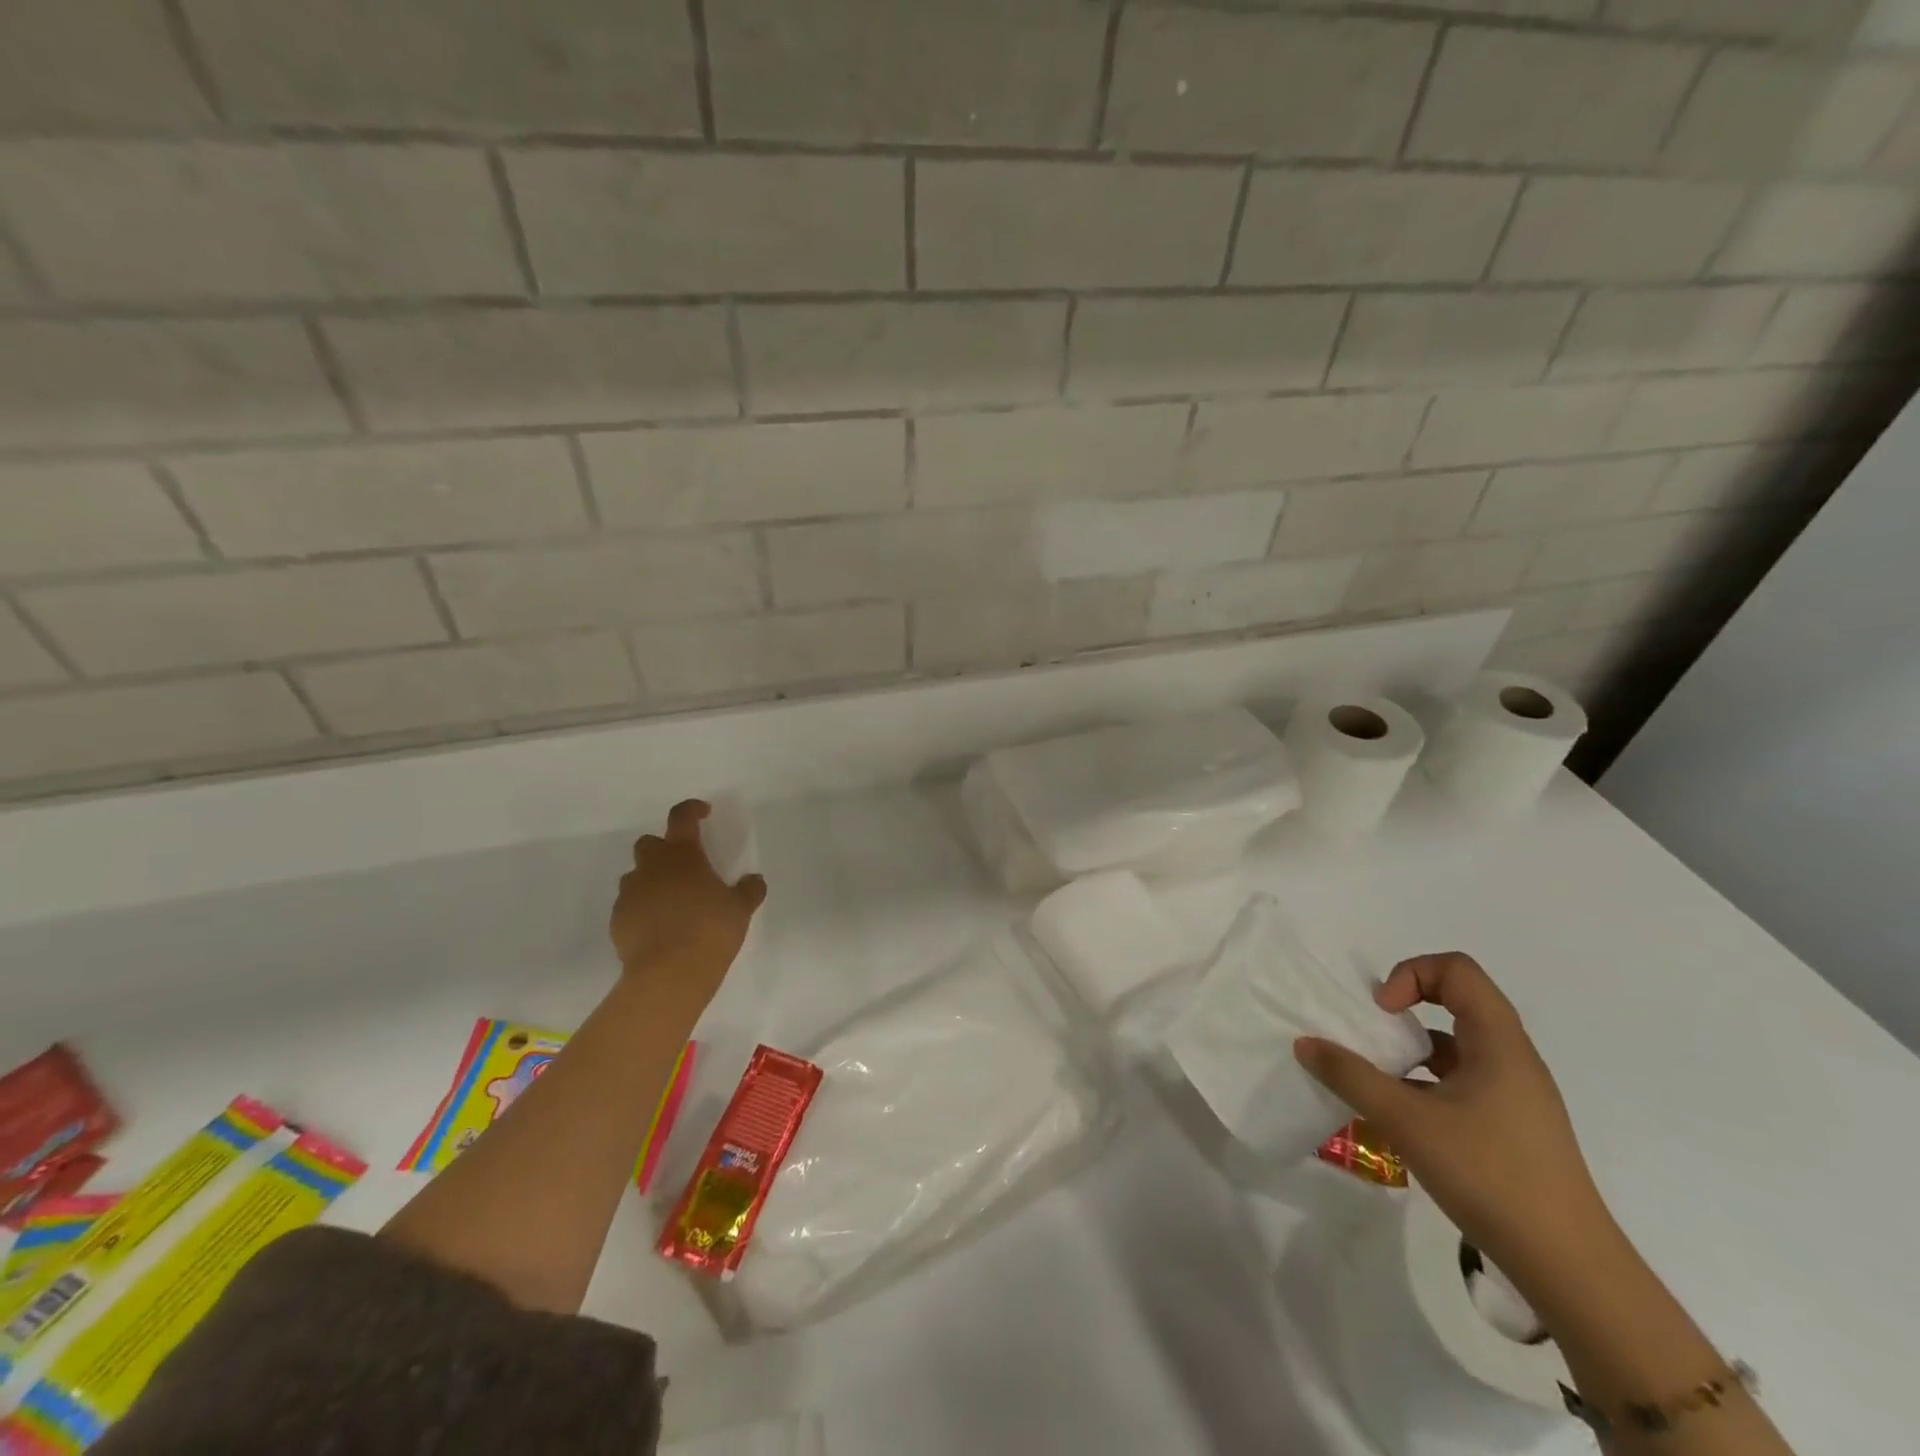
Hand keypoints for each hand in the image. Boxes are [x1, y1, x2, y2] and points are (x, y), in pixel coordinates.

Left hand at [610, 800, 766, 993]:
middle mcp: (652, 868)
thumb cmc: (710, 931)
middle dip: (664, 849)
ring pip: (636, 876)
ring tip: (672, 902)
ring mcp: (630, 894)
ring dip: (652, 881)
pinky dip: (642, 909)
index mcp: (683, 856)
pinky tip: (659, 928)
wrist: (668, 974)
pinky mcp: (617, 921)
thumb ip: (749, 890)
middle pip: (649, 844)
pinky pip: (629, 906)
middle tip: (685, 867)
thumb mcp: (740, 909)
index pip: (682, 818)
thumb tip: (754, 880)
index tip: (703, 813)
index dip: (692, 810)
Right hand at [1294, 952, 1612, 1281]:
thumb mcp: (1407, 1121)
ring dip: (1412, 1049)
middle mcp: (1512, 1058)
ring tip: (1378, 1079)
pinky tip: (1401, 1118)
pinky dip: (1426, 1082)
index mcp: (1498, 1043)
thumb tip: (1305, 1044)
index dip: (1412, 975)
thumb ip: (1351, 1077)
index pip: (1457, 970)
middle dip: (1407, 1008)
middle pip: (1458, 1000)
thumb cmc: (1490, 1176)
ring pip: (1458, 1044)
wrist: (1569, 1268)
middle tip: (1373, 1035)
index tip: (1384, 1013)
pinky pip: (1462, 1080)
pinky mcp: (1512, 1125)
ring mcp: (1515, 1094)